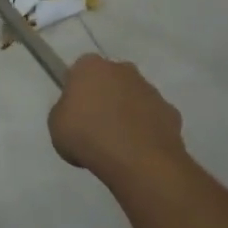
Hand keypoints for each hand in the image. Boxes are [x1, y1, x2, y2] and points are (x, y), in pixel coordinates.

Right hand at [48, 54, 184, 177]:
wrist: (137, 160)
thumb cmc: (87, 136)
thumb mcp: (56, 125)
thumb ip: (66, 111)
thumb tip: (78, 112)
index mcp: (91, 66)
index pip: (79, 71)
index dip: (76, 91)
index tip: (74, 112)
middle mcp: (123, 69)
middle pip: (110, 80)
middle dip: (105, 97)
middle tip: (95, 126)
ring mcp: (150, 89)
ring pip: (134, 97)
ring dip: (127, 113)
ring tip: (117, 144)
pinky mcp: (170, 111)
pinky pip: (152, 118)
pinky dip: (146, 130)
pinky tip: (138, 151)